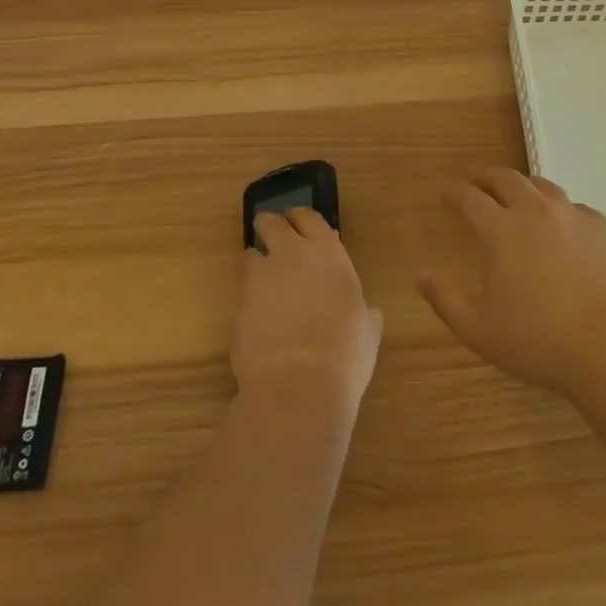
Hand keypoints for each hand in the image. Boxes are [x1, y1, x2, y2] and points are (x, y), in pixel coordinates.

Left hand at [233, 209, 382, 414]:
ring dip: (257, 265)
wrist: (298, 387)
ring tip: (264, 287)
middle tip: (275, 241)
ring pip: (250, 256)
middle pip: (271, 223)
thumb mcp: (367, 330)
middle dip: (271, 227)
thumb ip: (364, 313)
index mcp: (327, 253)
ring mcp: (259, 279)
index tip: (300, 226)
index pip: (308, 218)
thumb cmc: (345, 353)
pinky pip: (242, 294)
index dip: (302, 221)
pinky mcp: (237, 306)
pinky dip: (249, 302)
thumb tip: (369, 314)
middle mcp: (290, 255)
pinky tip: (259, 323)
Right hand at [417, 168, 605, 397]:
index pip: (470, 199)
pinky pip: (576, 208)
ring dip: (525, 188)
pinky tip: (565, 229)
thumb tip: (421, 275)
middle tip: (480, 187)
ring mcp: (573, 216)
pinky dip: (561, 211)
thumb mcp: (480, 330)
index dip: (455, 194)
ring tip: (520, 200)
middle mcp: (535, 212)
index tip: (447, 195)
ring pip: (543, 186)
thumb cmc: (540, 341)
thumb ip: (446, 299)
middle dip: (488, 179)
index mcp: (502, 230)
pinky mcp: (603, 228)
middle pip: (507, 179)